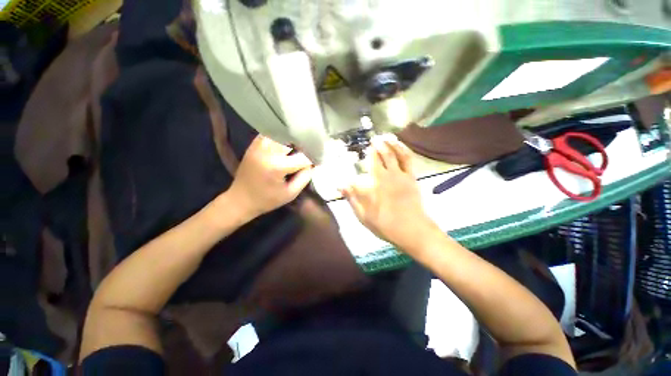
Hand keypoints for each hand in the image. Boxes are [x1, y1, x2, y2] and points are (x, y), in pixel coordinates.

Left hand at [228, 135, 312, 219]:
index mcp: (277, 166)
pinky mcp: (254, 143)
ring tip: (299, 147)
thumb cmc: (267, 199)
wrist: (240, 199)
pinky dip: (282, 137)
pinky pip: (272, 134)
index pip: (303, 157)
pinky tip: (286, 145)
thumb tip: (313, 163)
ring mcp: (259, 145)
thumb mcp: (291, 193)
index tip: (318, 162)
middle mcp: (267, 151)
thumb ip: (305, 177)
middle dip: (304, 146)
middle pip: (294, 140)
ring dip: (293, 139)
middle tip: (310, 152)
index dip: (313, 159)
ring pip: (283, 133)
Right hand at [341, 137, 435, 249]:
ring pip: (392, 153)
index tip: (352, 161)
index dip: (355, 165)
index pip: (360, 170)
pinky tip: (399, 144)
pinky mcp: (410, 176)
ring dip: (388, 144)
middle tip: (372, 140)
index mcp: (372, 185)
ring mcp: (399, 175)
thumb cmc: (385, 224)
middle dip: (374, 147)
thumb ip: (352, 199)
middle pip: (378, 156)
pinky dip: (402, 149)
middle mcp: (384, 176)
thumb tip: (341, 185)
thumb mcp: (363, 216)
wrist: (412, 230)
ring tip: (384, 137)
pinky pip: (406, 158)